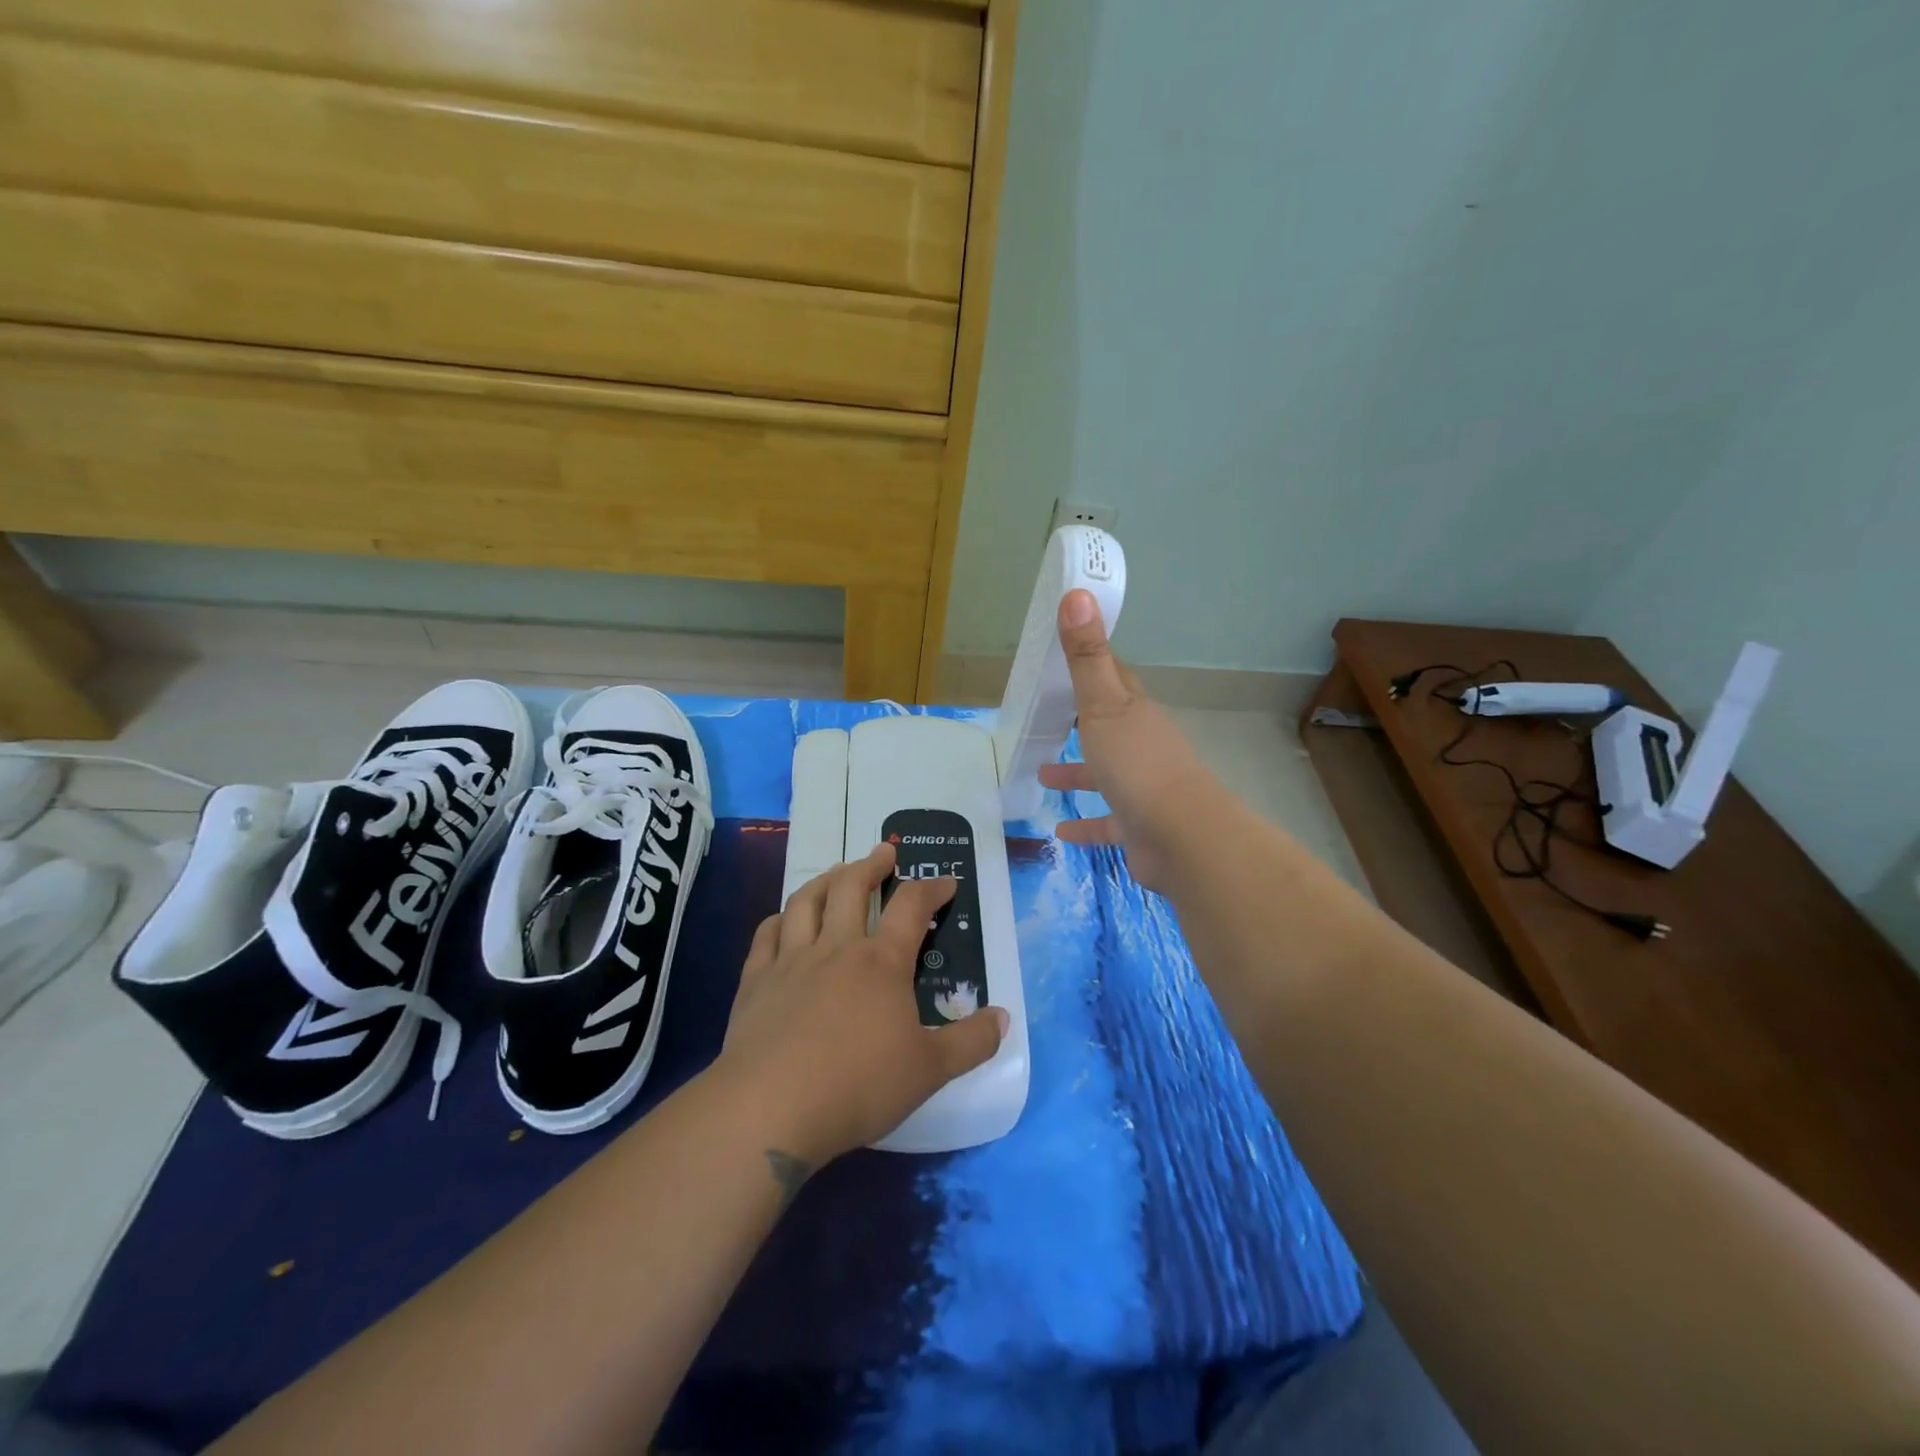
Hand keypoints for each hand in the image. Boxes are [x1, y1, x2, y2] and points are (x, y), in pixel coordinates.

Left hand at [715, 843, 1007, 1168]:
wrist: (770, 1108)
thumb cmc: (858, 1086)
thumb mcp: (929, 1071)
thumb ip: (971, 1043)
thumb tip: (1004, 1017)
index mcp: (882, 963)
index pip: (911, 908)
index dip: (931, 889)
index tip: (946, 882)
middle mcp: (836, 949)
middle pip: (852, 888)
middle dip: (871, 865)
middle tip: (883, 852)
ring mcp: (791, 961)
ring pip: (807, 902)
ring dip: (825, 880)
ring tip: (837, 872)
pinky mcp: (756, 982)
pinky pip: (767, 935)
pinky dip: (779, 918)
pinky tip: (783, 919)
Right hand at [1037, 589, 1221, 892]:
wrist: (1182, 837)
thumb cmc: (1138, 763)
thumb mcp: (1104, 705)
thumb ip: (1086, 656)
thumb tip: (1077, 591)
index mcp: (1134, 713)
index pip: (1114, 680)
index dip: (1091, 668)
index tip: (1064, 661)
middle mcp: (1141, 746)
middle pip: (1108, 727)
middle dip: (1079, 723)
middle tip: (1047, 719)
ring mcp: (1142, 788)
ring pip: (1105, 775)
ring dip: (1076, 774)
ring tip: (1041, 774)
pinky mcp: (1138, 827)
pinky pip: (1107, 823)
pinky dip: (1085, 826)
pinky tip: (1060, 831)